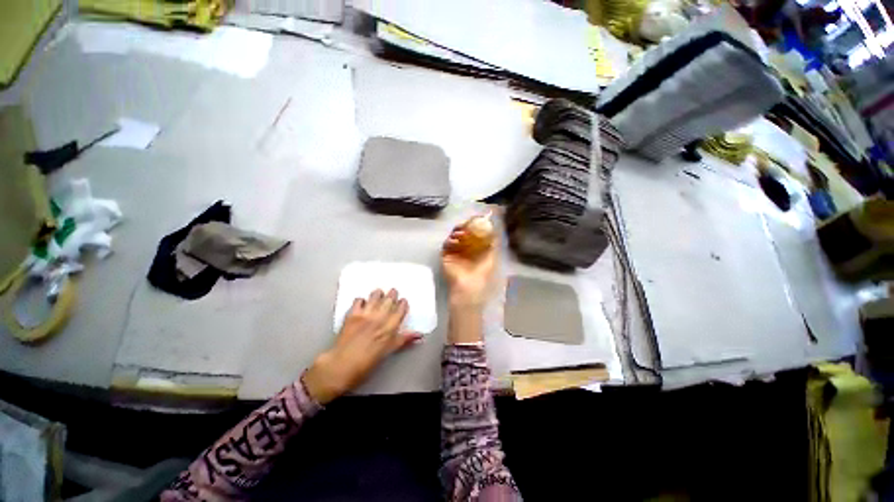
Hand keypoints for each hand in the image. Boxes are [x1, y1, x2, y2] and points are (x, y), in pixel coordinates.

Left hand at [304, 289, 420, 403]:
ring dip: (378, 293)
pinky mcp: (352, 314)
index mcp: (390, 328)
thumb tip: (420, 336)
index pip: (400, 310)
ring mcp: (365, 315)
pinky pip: (359, 300)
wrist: (341, 366)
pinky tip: (362, 302)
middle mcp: (379, 318)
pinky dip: (361, 299)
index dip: (403, 304)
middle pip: (389, 300)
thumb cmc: (367, 363)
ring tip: (379, 292)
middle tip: (393, 291)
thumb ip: (404, 340)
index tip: (403, 301)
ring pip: (375, 297)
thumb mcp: (388, 351)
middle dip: (392, 294)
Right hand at [441, 223, 497, 310]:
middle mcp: (465, 249)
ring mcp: (454, 252)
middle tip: (466, 225)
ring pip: (454, 237)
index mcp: (476, 250)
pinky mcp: (445, 256)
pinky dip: (449, 241)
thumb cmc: (481, 275)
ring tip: (460, 233)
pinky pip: (446, 245)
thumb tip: (495, 232)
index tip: (476, 220)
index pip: (474, 234)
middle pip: (463, 233)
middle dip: (464, 228)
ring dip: (457, 233)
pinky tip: (454, 240)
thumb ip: (492, 246)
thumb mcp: (491, 259)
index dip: (475, 227)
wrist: (468, 287)